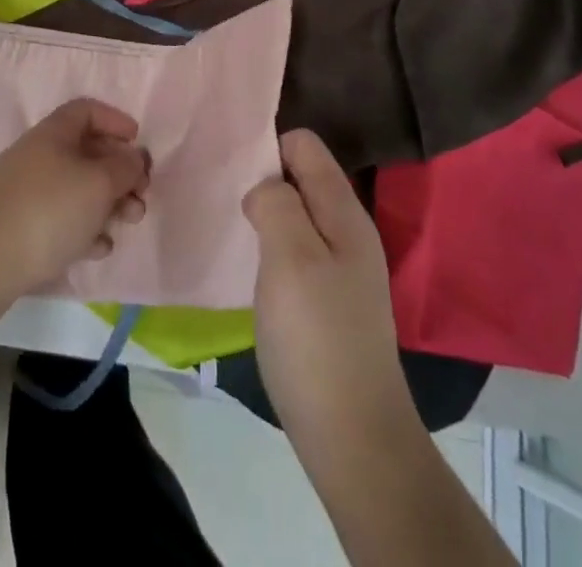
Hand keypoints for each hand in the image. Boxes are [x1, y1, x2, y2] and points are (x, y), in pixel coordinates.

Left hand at [0, 99, 150, 311]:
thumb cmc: (47, 210)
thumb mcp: (98, 183)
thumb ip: (124, 167)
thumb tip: (134, 158)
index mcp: (53, 133)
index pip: (86, 110)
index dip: (115, 120)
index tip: (137, 142)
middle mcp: (39, 155)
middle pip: (87, 152)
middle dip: (119, 172)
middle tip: (141, 195)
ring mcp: (27, 192)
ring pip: (78, 188)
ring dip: (108, 203)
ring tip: (127, 224)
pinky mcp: (21, 227)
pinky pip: (62, 219)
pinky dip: (85, 228)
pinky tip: (97, 249)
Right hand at [244, 130, 412, 447]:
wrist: (353, 437)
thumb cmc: (316, 339)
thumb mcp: (290, 258)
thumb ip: (276, 203)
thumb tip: (264, 186)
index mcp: (344, 211)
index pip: (305, 145)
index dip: (269, 149)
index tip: (236, 174)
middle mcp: (347, 230)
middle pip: (301, 177)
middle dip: (264, 181)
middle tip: (228, 202)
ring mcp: (340, 267)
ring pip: (296, 214)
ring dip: (266, 215)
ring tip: (235, 231)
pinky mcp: (328, 299)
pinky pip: (296, 250)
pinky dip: (272, 248)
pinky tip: (253, 269)